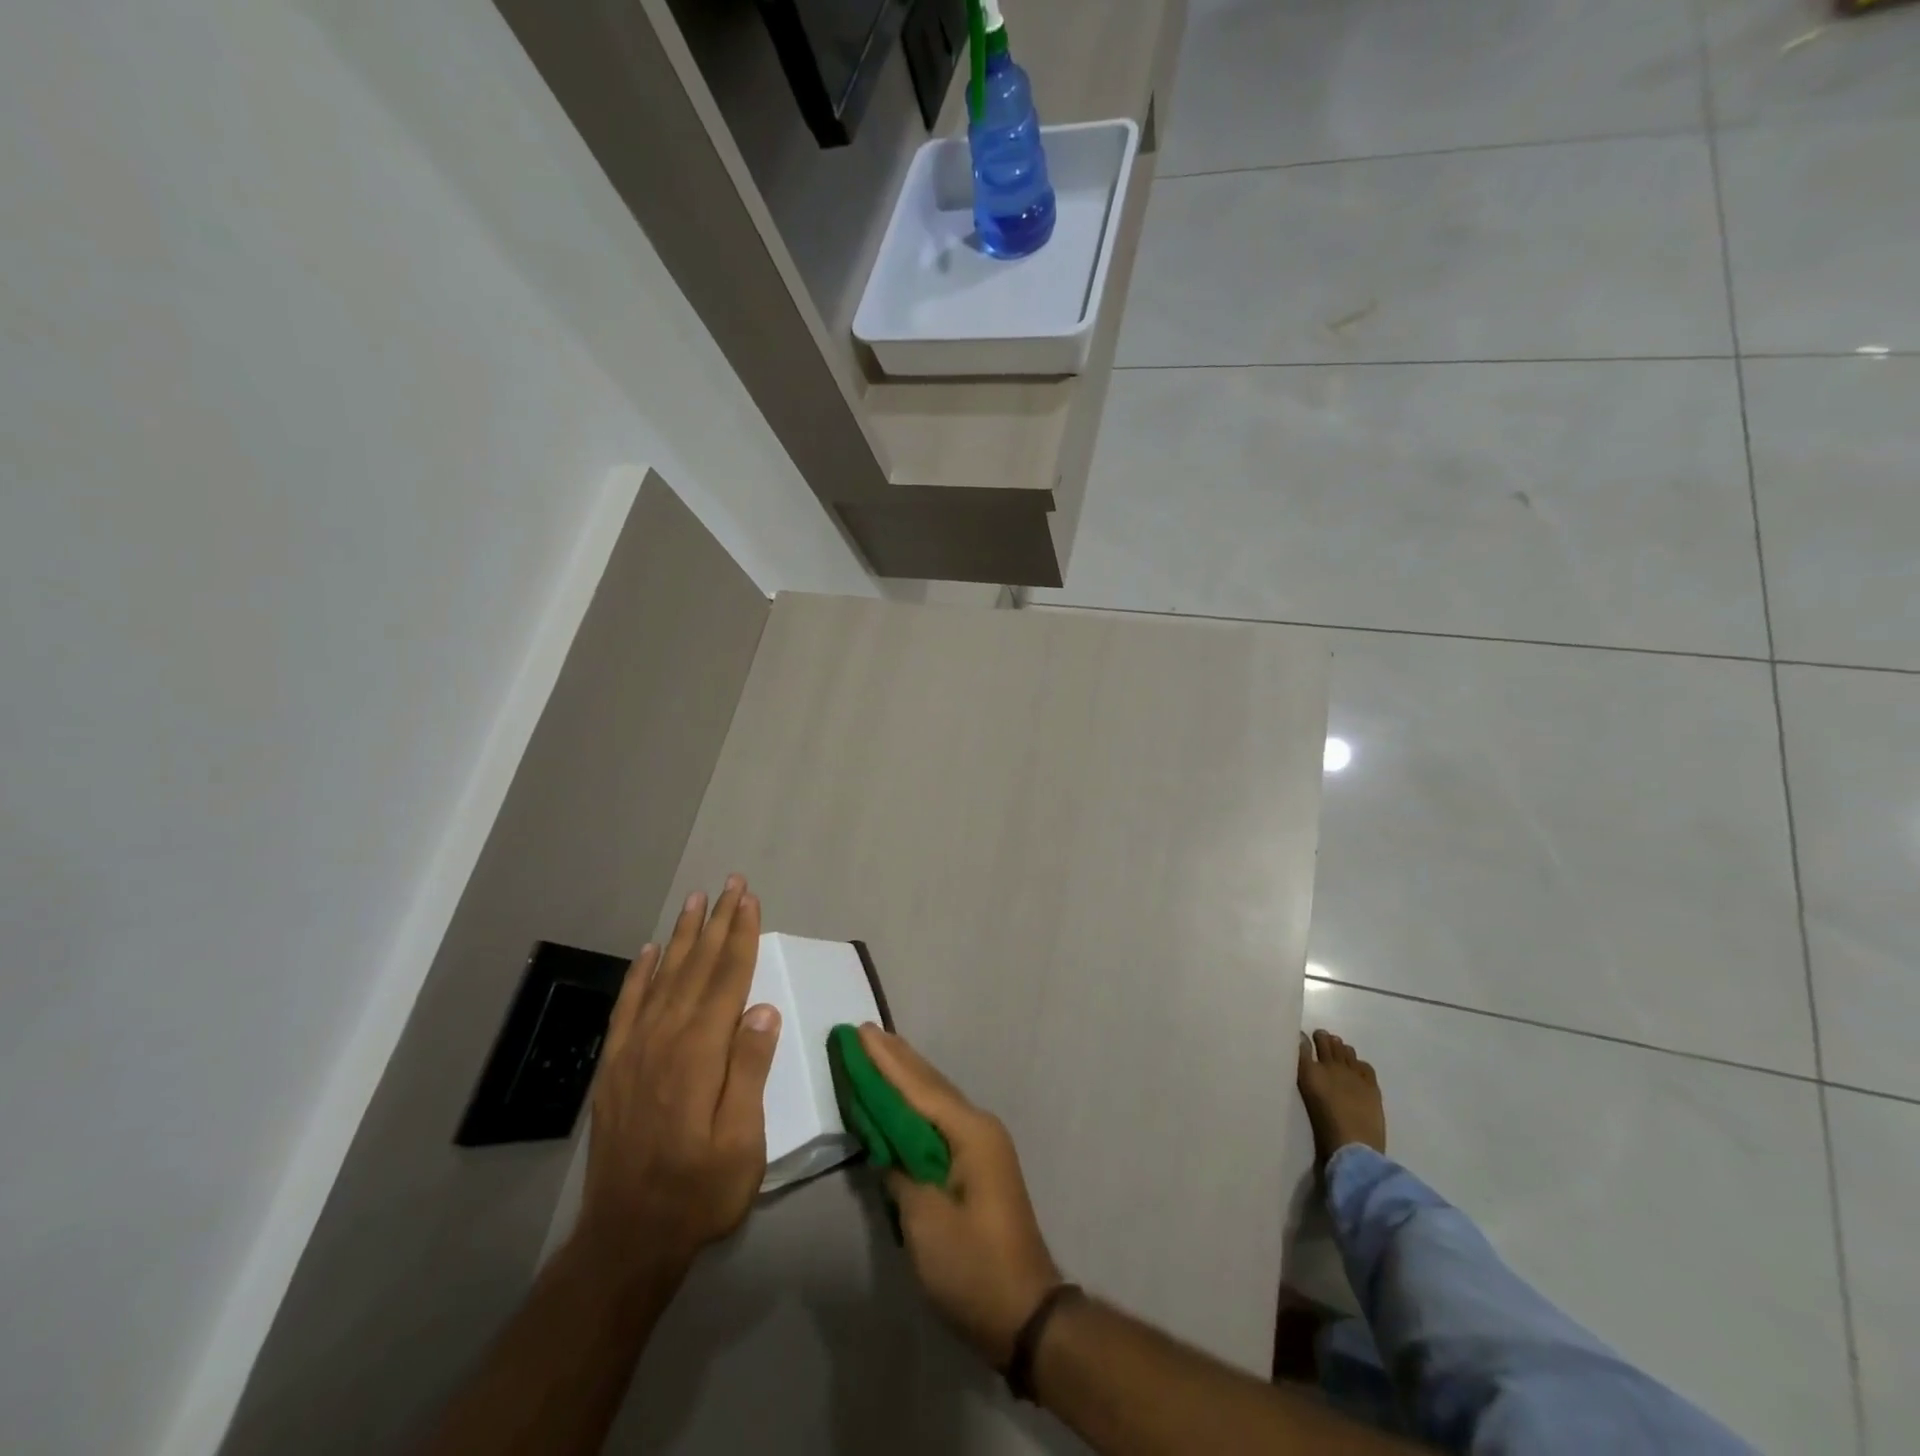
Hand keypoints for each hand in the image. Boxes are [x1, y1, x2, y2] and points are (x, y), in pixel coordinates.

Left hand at [574, 876, 780, 1285]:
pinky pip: (628, 1007)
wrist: (626, 1238)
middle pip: (696, 968)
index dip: (741, 936)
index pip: (727, 980)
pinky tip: (651, 953)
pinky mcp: (614, 1067)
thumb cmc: (699, 1191)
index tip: (750, 900)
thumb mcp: (742, 1140)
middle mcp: (665, 1039)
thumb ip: (749, 1069)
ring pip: (663, 978)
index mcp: (699, 1053)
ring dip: (682, 937)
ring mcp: (634, 1051)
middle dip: (716, 923)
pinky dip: (640, 975)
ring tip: (696, 901)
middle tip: (729, 883)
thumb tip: (763, 1008)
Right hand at [860, 1025, 1062, 1365]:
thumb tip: (886, 1146)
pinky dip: (916, 1103)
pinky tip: (902, 1098)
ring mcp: (982, 1144)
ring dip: (906, 1075)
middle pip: (930, 1084)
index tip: (859, 1032)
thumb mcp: (926, 1222)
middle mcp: (979, 1126)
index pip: (918, 1088)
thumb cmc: (973, 1267)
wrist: (1026, 1313)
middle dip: (896, 1058)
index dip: (885, 1061)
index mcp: (969, 1132)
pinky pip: (940, 1119)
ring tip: (879, 1049)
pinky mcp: (978, 1163)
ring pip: (936, 1098)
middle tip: (864, 1031)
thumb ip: (901, 1174)